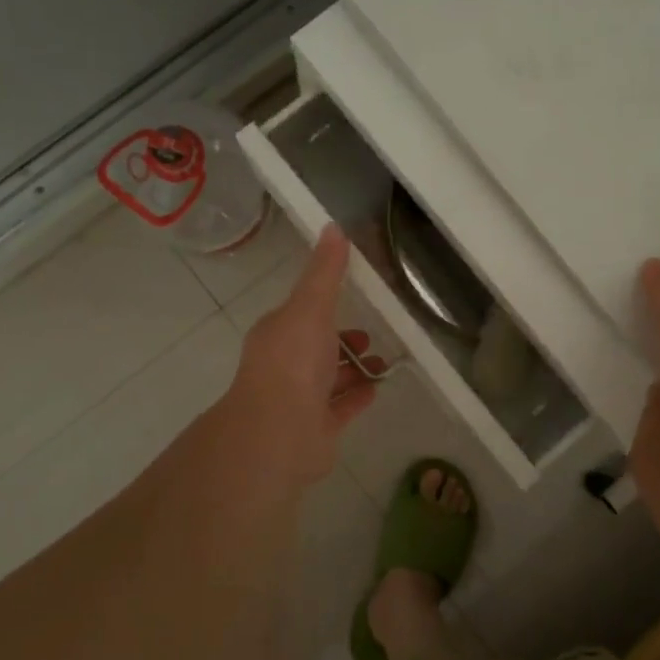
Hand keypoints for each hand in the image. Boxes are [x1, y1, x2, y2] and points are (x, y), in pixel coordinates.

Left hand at [224, 225, 383, 486]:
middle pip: (316, 347)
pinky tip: (376, 390)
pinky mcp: (315, 429)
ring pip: (329, 380)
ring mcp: (298, 400)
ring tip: (382, 364)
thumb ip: (325, 272)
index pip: (301, 314)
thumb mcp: (310, 306)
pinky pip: (339, 409)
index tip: (353, 297)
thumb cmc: (292, 362)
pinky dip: (356, 398)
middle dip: (342, 340)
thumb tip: (333, 227)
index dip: (324, 305)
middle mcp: (284, 365)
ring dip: (353, 370)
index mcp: (278, 334)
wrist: (279, 432)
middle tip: (370, 337)